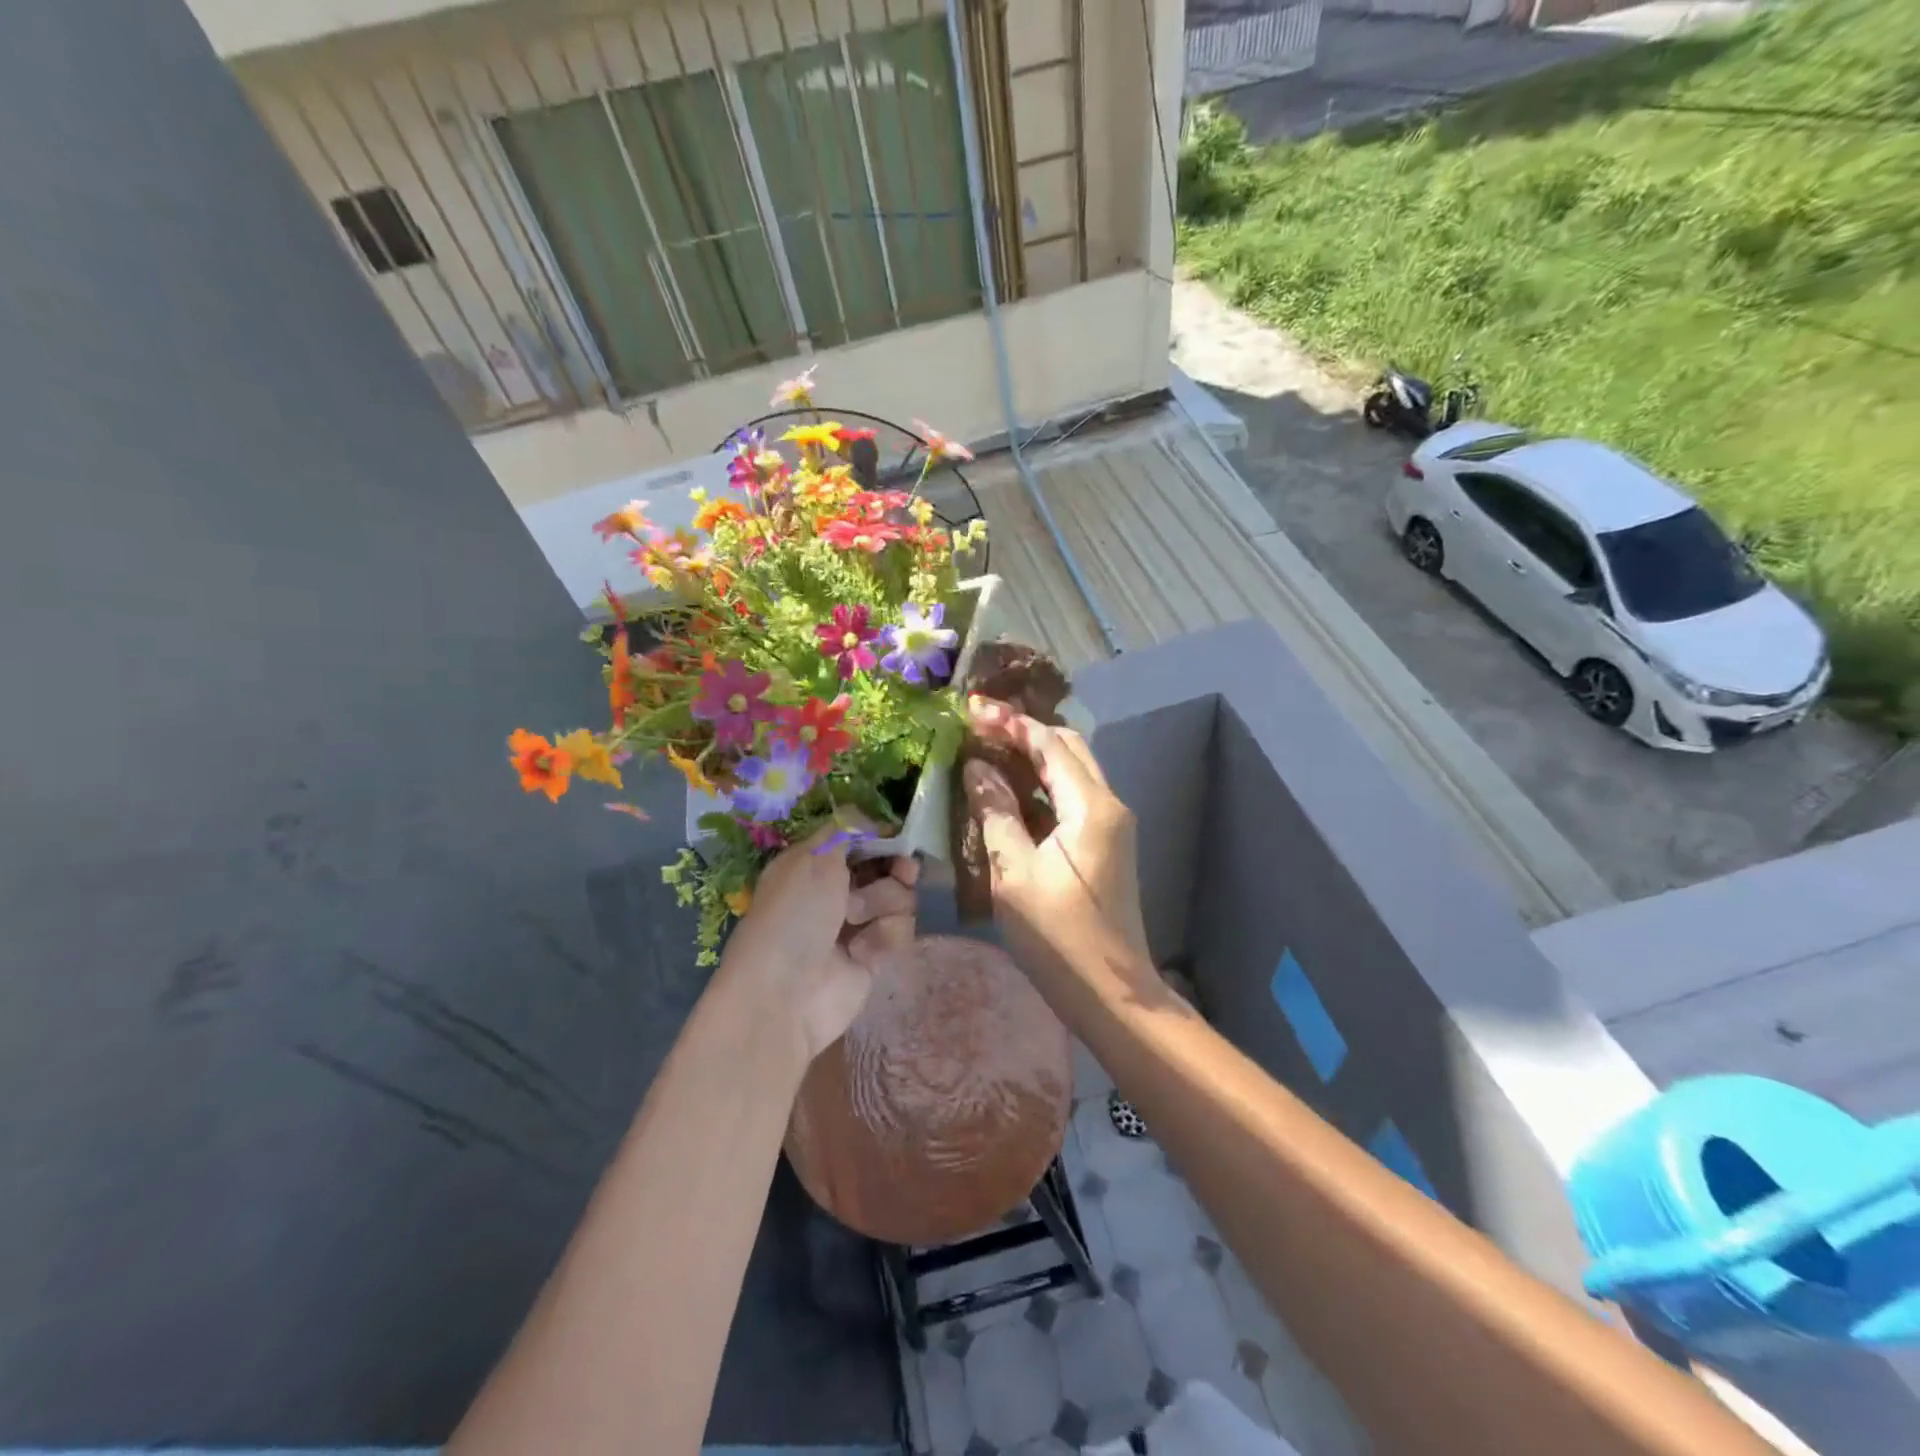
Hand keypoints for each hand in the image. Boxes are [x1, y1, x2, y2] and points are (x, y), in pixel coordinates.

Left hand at [718, 824, 919, 1065]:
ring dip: (883, 904)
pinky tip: (862, 952)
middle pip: (888, 867)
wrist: (784, 995)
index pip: (860, 840)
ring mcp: (856, 925)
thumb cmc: (793, 915)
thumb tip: (870, 818)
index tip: (897, 837)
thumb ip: (847, 830)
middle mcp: (836, 891)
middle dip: (897, 868)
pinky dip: (883, 937)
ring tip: (856, 920)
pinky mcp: (873, 956)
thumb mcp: (814, 857)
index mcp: (814, 863)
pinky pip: (899, 932)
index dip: (882, 837)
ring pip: (899, 898)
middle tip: (903, 870)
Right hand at [961, 697, 1149, 965]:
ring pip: (1072, 773)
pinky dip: (1042, 787)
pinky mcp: (1106, 846)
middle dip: (1025, 733)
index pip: (1049, 744)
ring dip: (1033, 758)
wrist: (1111, 994)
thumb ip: (996, 812)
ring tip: (988, 753)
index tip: (972, 710)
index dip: (1010, 724)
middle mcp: (1109, 805)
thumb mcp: (1014, 873)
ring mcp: (1112, 826)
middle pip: (1068, 749)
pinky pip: (1072, 799)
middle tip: (980, 730)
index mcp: (1091, 807)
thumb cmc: (1058, 936)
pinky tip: (1009, 794)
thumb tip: (977, 768)